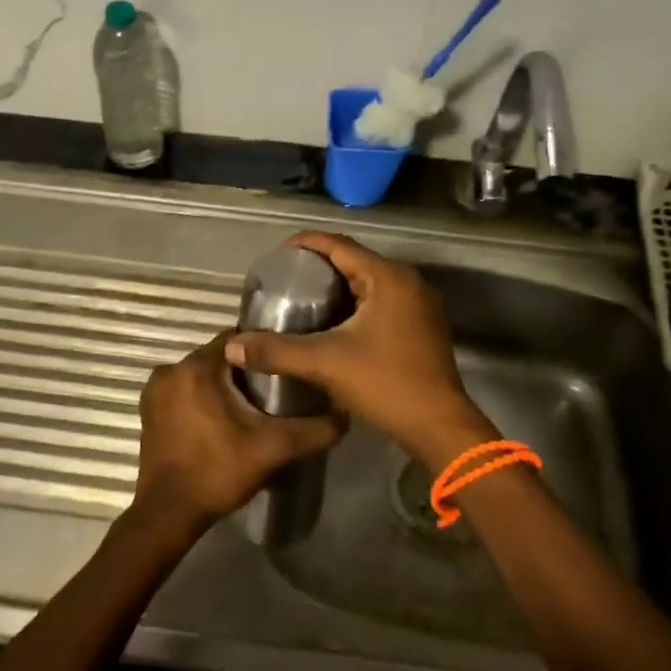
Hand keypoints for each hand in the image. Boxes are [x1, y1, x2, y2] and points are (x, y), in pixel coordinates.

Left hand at [132, 332, 344, 535]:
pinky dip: (201, 398)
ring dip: (221, 385)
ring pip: (200, 374)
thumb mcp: (273, 449)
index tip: (283, 366)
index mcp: (197, 368)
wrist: (169, 513)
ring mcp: (154, 390)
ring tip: (250, 407)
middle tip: (272, 390)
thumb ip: (311, 430)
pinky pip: (183, 390)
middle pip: (218, 357)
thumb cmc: (218, 472)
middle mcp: (170, 370)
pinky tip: (220, 420)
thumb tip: (344, 416)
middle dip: (243, 370)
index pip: (237, 340)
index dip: (263, 350)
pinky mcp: (148, 410)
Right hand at [224, 232, 493, 464]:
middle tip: (285, 282)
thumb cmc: (385, 384)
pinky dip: (356, 304)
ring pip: (369, 283)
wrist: (438, 426)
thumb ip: (276, 351)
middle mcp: (408, 282)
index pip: (339, 245)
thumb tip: (232, 347)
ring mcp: (419, 304)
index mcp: (387, 278)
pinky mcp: (422, 326)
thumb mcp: (324, 363)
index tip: (275, 257)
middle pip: (355, 261)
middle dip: (318, 267)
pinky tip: (334, 325)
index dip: (305, 245)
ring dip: (337, 287)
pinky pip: (382, 302)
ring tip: (302, 301)